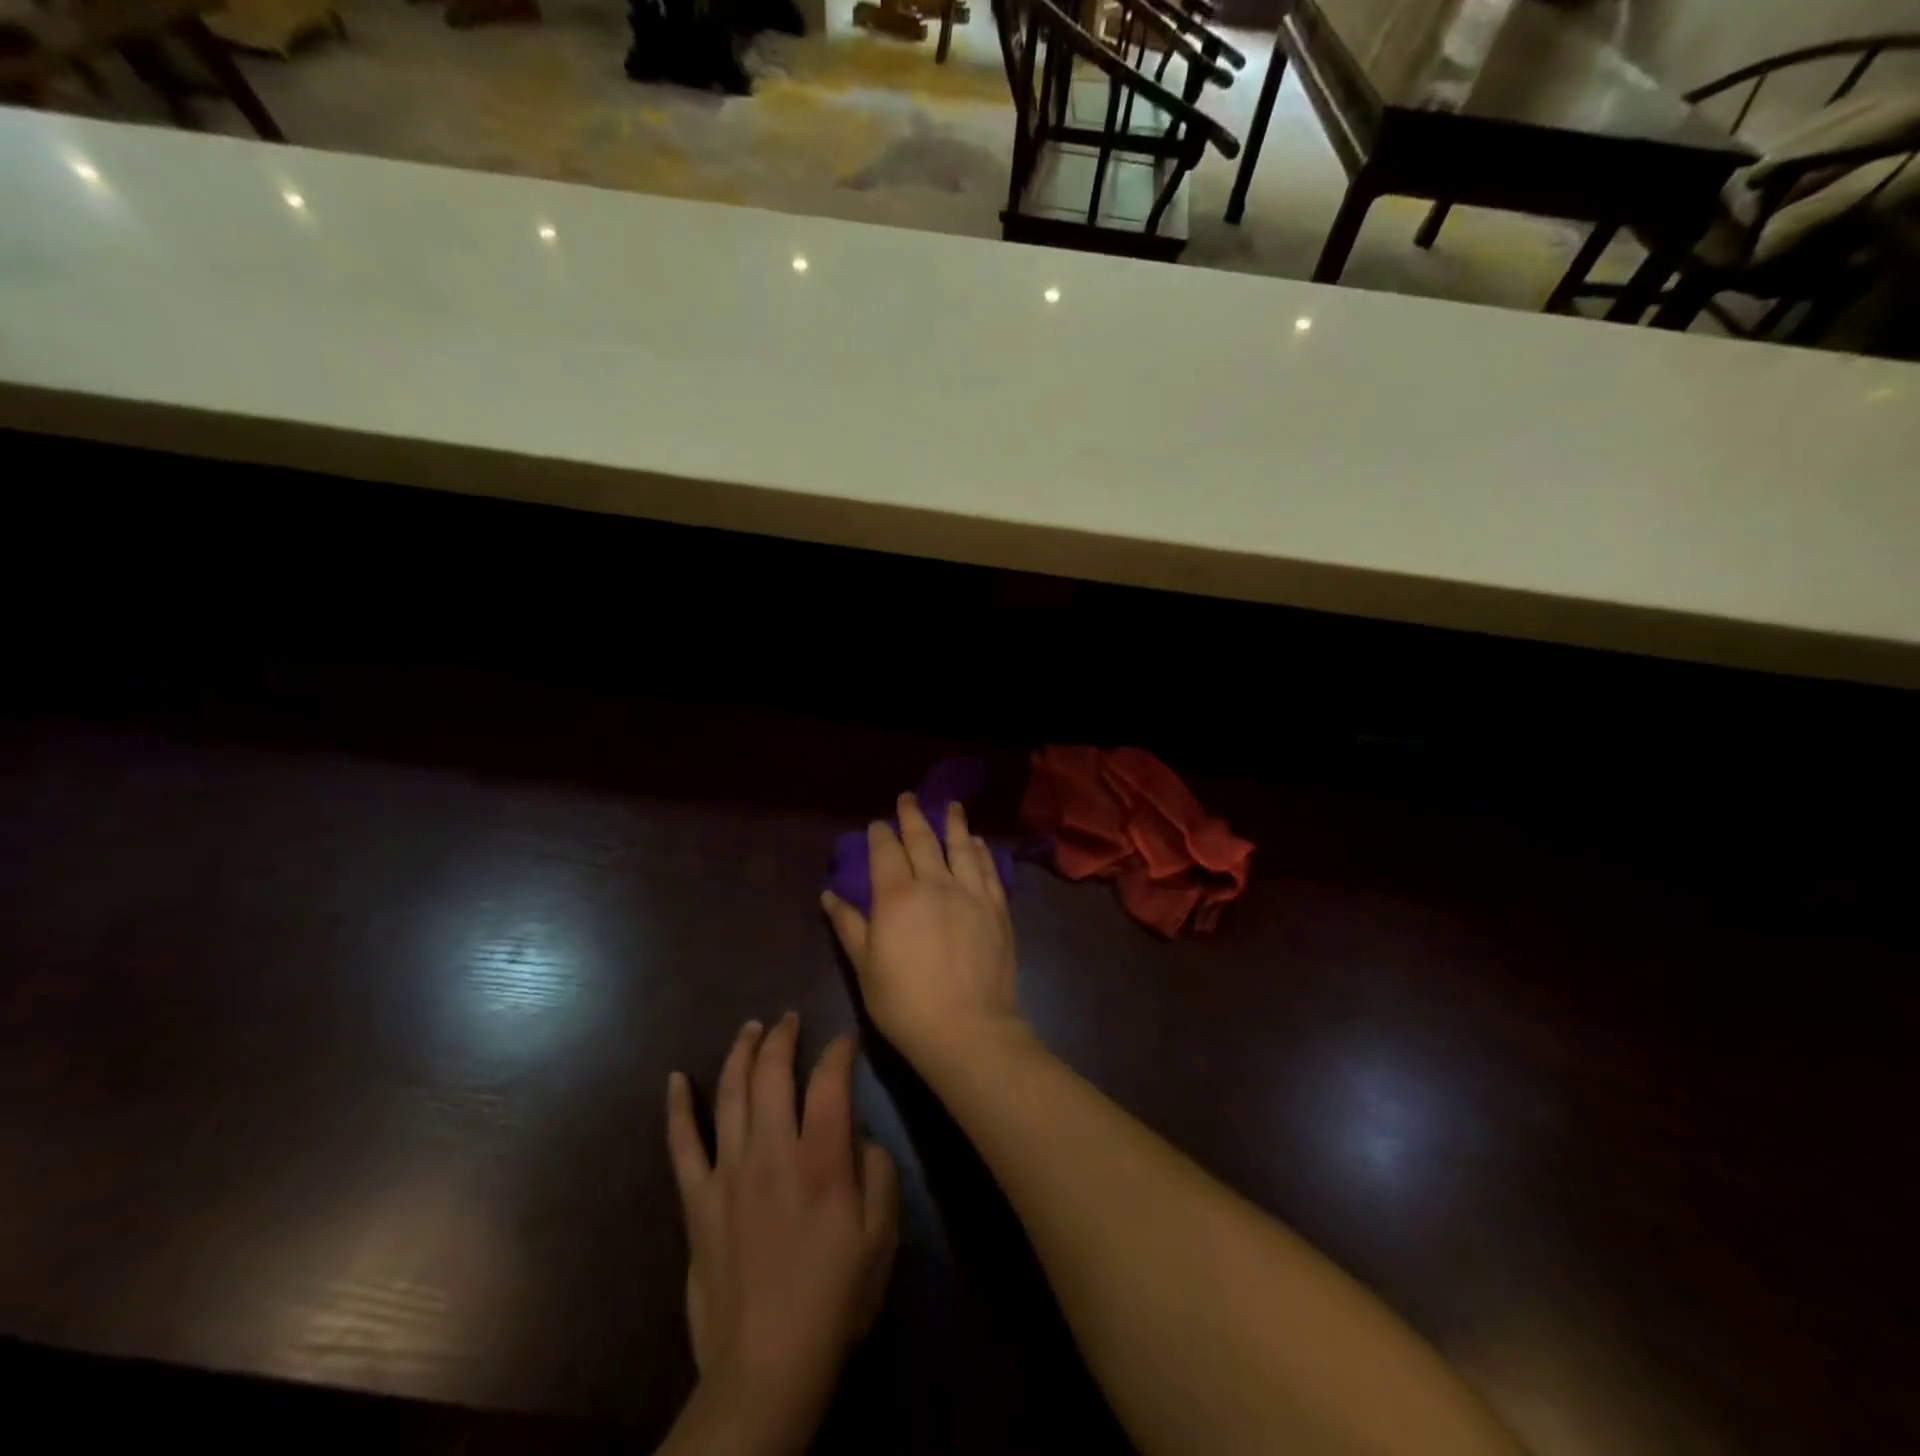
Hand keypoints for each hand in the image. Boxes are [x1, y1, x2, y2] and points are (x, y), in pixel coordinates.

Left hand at [666, 1015, 897, 1450]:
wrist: (765, 1368)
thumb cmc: (833, 1300)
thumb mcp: (881, 1239)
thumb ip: (878, 1174)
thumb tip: (860, 1135)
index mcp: (820, 1161)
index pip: (828, 1081)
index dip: (838, 1051)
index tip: (844, 1042)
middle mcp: (771, 1153)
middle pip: (772, 1074)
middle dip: (782, 1036)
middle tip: (789, 1018)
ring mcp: (728, 1173)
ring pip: (729, 1094)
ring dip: (740, 1053)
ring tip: (750, 1028)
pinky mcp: (697, 1201)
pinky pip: (682, 1144)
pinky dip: (677, 1108)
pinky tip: (675, 1078)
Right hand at [821, 794, 1026, 1077]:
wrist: (968, 1029)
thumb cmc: (905, 1004)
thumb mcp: (865, 968)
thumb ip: (849, 926)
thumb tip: (829, 895)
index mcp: (897, 896)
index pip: (886, 852)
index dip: (881, 834)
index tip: (878, 824)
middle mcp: (934, 884)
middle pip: (923, 840)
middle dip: (913, 816)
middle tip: (909, 798)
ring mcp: (970, 894)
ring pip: (961, 847)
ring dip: (954, 823)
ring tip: (952, 806)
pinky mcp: (996, 908)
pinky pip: (988, 870)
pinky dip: (981, 852)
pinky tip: (978, 843)